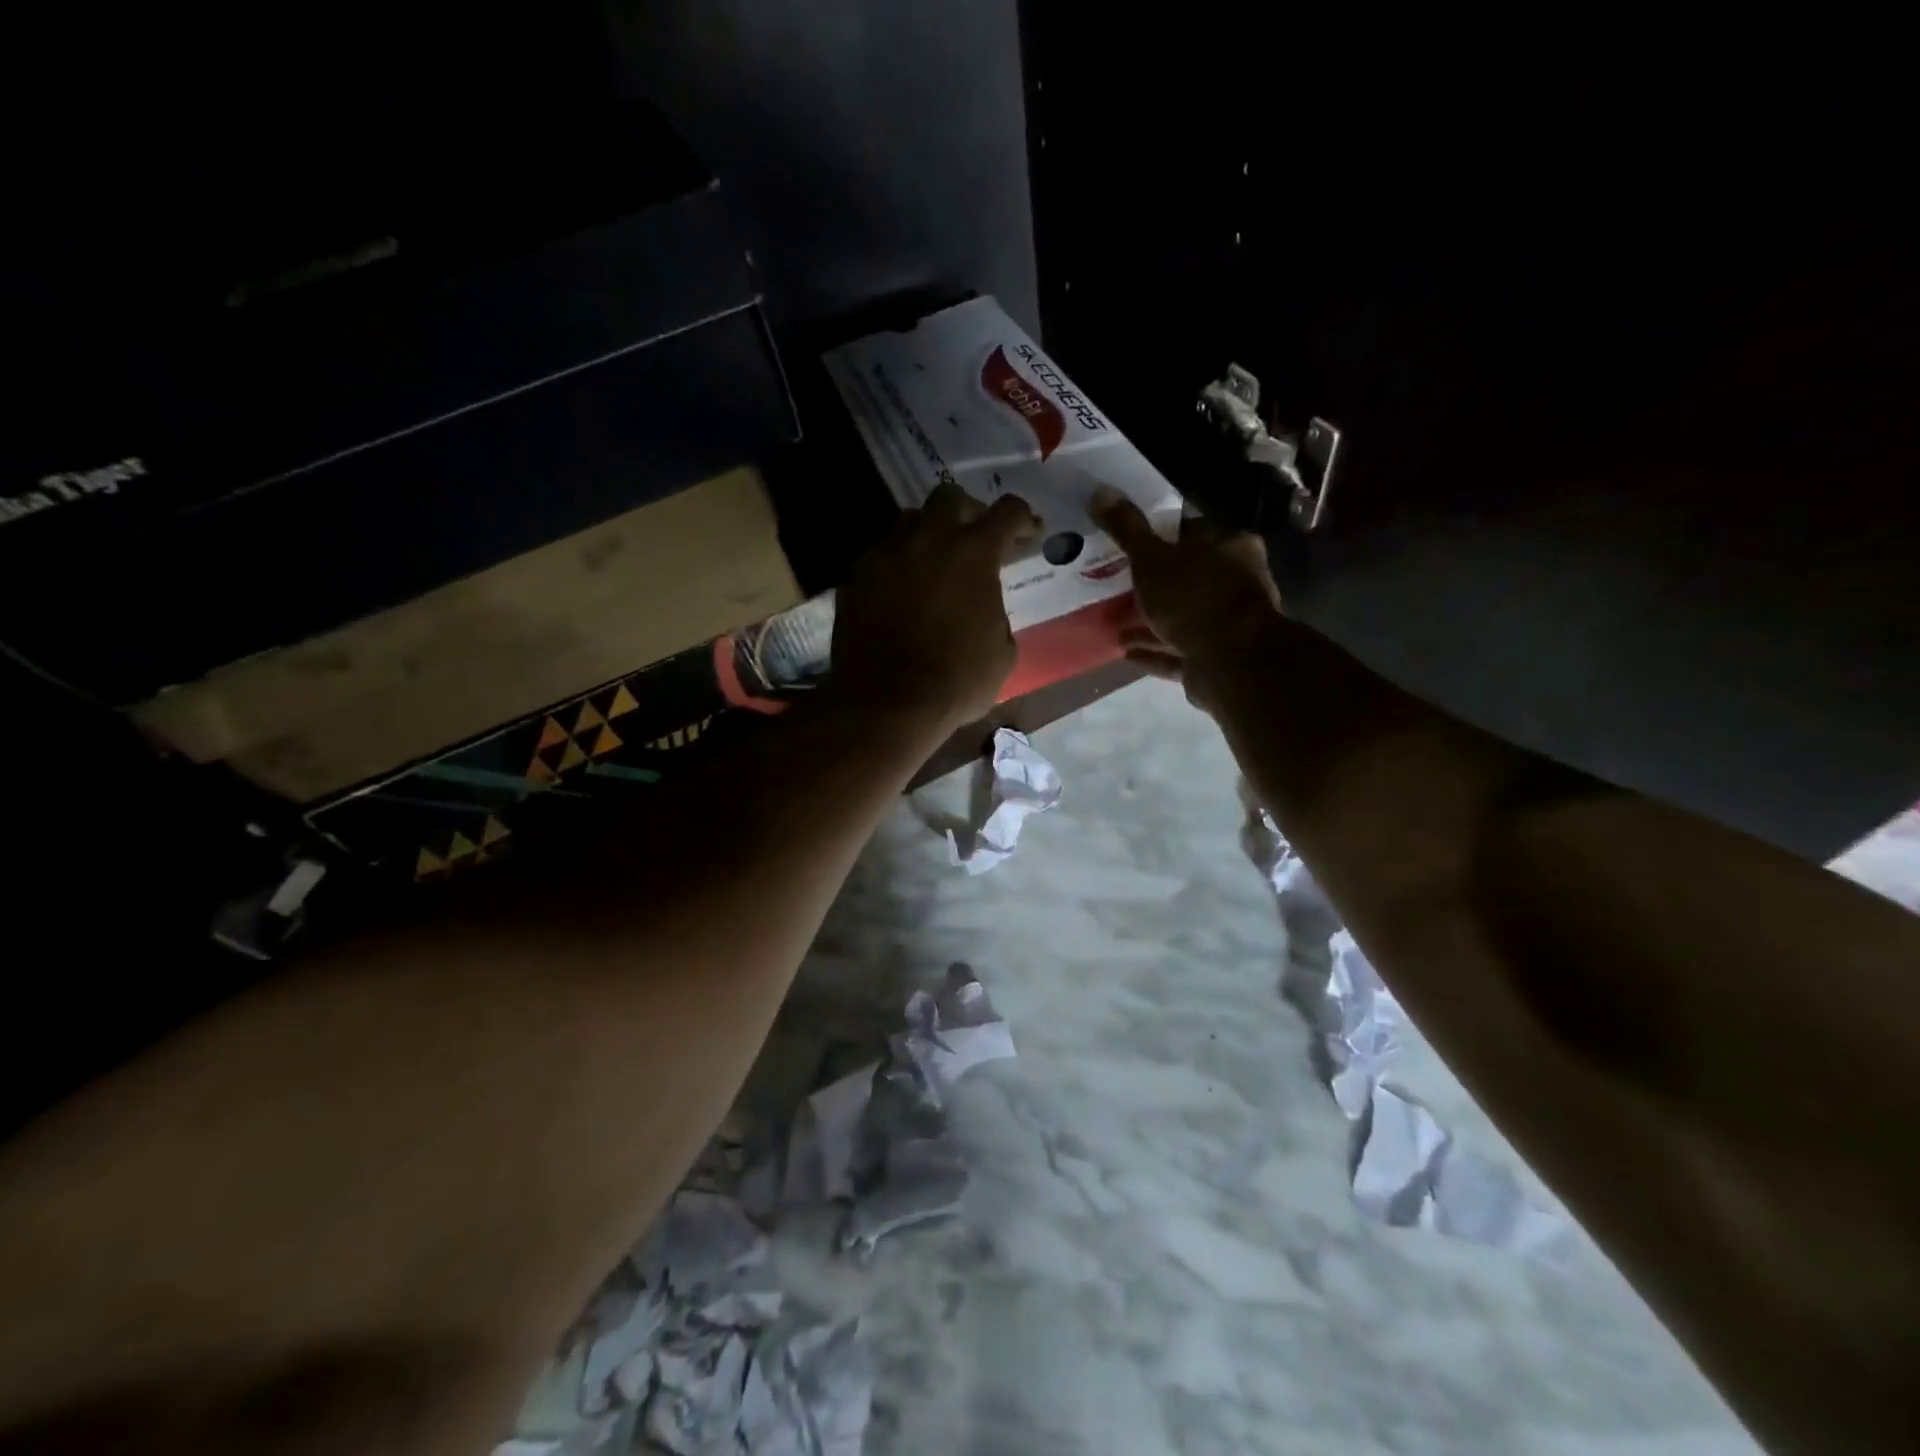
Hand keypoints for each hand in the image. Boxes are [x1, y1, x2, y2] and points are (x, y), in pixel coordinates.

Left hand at [830, 483, 1039, 732]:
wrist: (886, 704)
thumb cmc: (956, 681)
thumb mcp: (1002, 653)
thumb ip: (997, 614)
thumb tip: (984, 608)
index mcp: (972, 552)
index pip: (1007, 512)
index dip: (1023, 519)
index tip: (1029, 533)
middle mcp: (927, 539)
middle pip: (950, 499)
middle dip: (970, 513)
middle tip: (978, 540)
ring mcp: (885, 555)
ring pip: (909, 521)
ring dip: (929, 534)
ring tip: (936, 562)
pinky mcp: (855, 578)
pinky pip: (881, 556)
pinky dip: (898, 564)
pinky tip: (903, 591)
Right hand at [1091, 486, 1284, 711]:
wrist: (1231, 662)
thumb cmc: (1193, 598)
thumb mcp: (1151, 558)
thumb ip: (1127, 529)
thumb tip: (1100, 491)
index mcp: (1229, 547)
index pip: (1192, 532)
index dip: (1160, 536)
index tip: (1131, 544)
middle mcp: (1235, 582)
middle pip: (1187, 577)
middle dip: (1153, 583)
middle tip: (1117, 583)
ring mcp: (1228, 624)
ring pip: (1182, 617)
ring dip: (1150, 621)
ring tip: (1114, 621)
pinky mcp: (1217, 659)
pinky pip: (1178, 652)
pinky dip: (1154, 650)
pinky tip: (1124, 651)